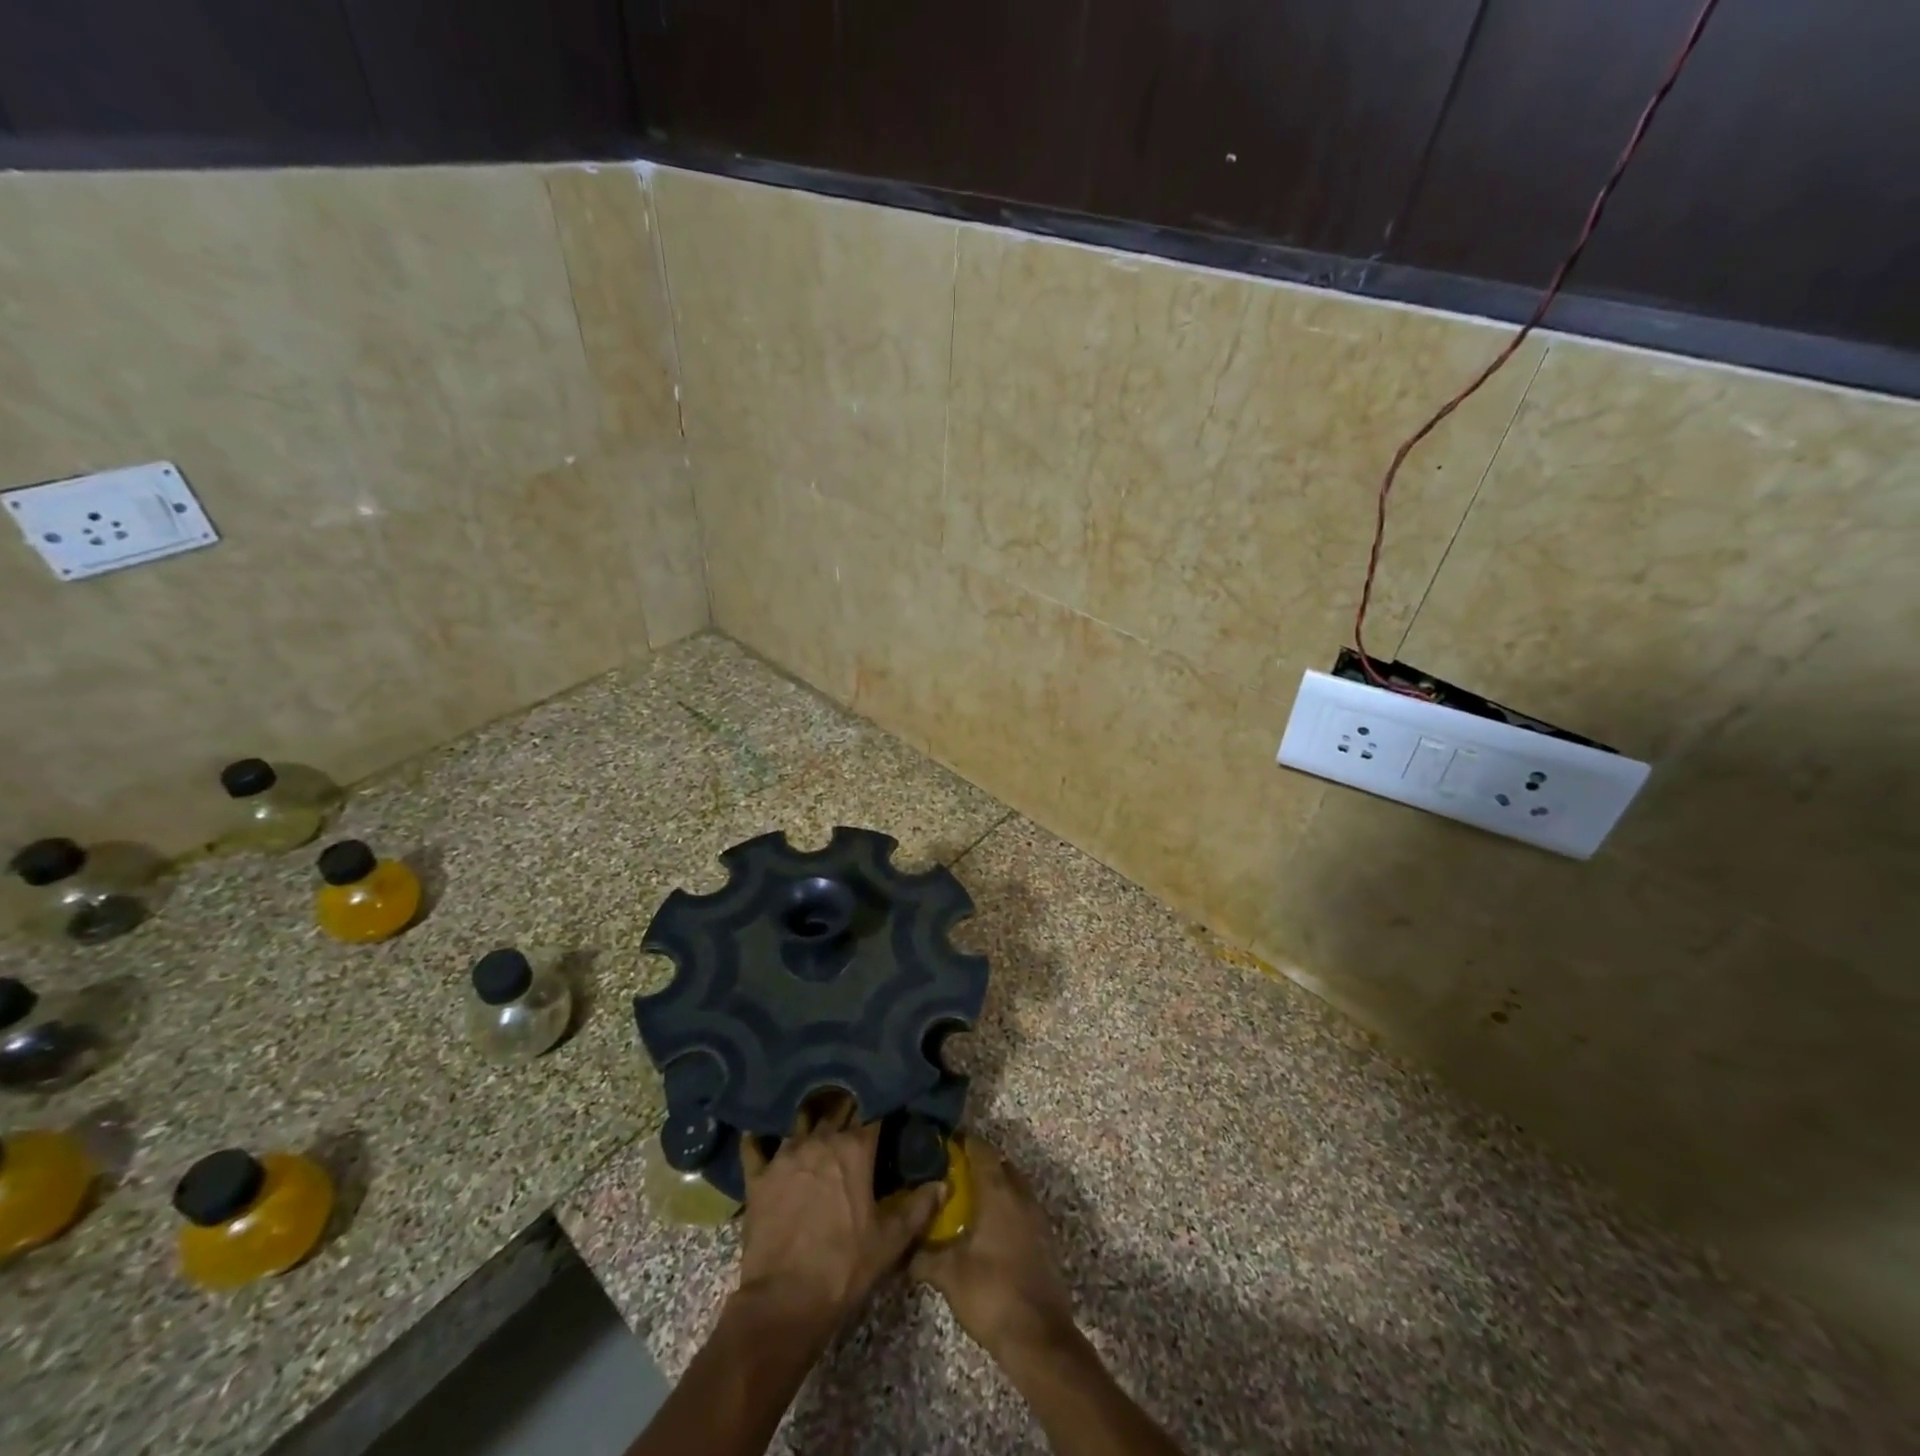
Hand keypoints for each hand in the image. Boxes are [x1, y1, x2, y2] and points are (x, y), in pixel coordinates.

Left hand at [735, 1098, 943, 1334]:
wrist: (785, 1302)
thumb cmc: (844, 1268)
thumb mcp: (890, 1242)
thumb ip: (918, 1208)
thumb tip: (943, 1184)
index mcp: (855, 1150)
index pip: (872, 1111)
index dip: (879, 1103)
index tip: (885, 1098)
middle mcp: (820, 1140)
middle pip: (836, 1108)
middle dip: (847, 1103)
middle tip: (853, 1100)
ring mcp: (785, 1156)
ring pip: (800, 1121)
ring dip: (809, 1116)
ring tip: (814, 1110)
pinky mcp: (758, 1176)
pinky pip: (754, 1146)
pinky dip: (758, 1137)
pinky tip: (758, 1132)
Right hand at [911, 1136, 1076, 1360]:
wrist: (1038, 1337)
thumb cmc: (991, 1293)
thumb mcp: (948, 1275)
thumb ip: (923, 1256)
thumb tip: (903, 1251)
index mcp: (998, 1192)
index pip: (981, 1150)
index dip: (962, 1143)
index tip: (941, 1146)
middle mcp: (1020, 1195)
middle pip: (1000, 1163)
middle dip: (978, 1164)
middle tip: (951, 1175)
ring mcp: (1037, 1217)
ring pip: (1014, 1185)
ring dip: (994, 1186)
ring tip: (967, 1202)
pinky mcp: (1044, 1239)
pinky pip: (1022, 1207)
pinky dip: (1006, 1207)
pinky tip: (988, 1229)